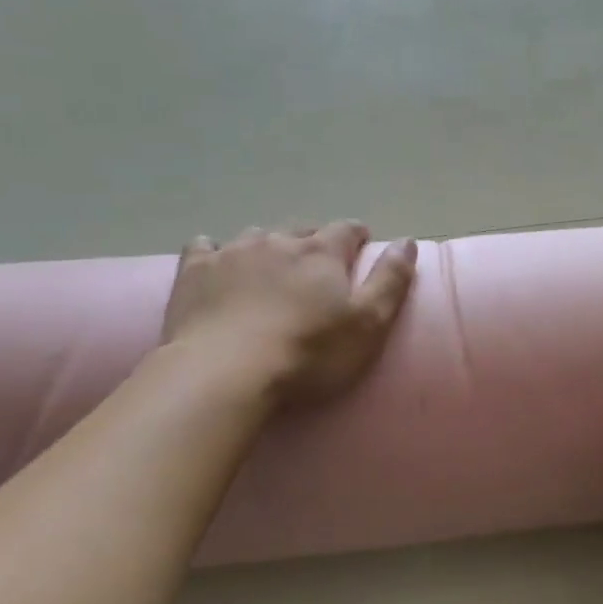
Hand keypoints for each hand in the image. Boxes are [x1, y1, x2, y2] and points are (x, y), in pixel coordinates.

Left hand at [160, 222, 417, 403]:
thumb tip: (408, 240)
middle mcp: (278, 242)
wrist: (224, 373)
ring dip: (269, 247)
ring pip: (257, 236)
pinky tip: (216, 264)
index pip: (346, 230)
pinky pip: (205, 246)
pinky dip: (216, 252)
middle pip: (301, 231)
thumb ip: (391, 281)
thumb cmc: (307, 355)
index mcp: (322, 254)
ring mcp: (232, 252)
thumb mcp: (368, 325)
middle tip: (317, 267)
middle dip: (313, 243)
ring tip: (271, 270)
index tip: (361, 246)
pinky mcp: (194, 271)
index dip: (357, 236)